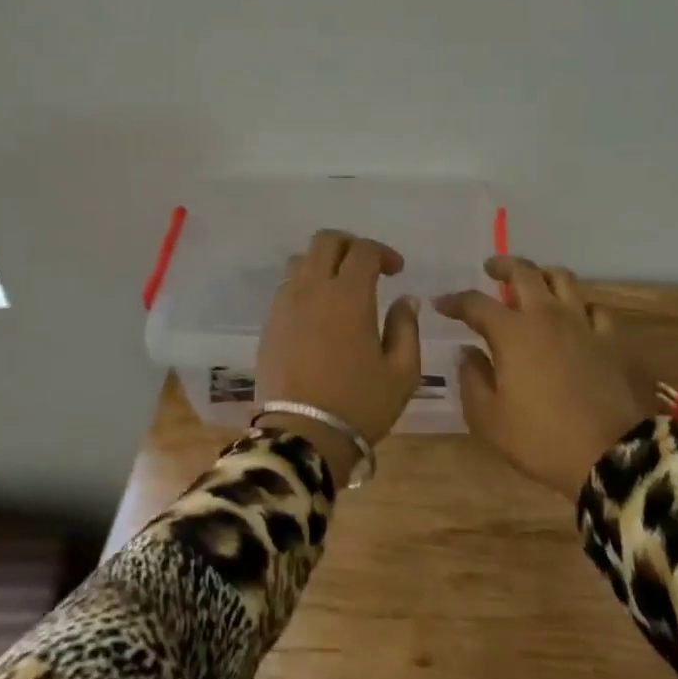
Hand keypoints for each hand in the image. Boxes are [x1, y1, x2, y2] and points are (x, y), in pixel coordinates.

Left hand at [254, 229, 422, 483]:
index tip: (396, 271)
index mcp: (349, 295)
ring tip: (339, 286)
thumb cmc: (359, 405)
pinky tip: (318, 311)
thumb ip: (407, 328)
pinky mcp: (270, 324)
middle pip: (326, 240)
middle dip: (350, 245)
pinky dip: (305, 285)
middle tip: (367, 267)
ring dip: (324, 262)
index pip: (363, 250)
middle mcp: (313, 289)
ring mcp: (286, 304)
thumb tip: (406, 299)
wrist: (302, 438)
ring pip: (301, 260)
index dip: (383, 253)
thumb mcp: (402, 373)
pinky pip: (287, 286)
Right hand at [436, 256, 647, 496]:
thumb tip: (467, 352)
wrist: (610, 455)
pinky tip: (575, 315)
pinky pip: (594, 308)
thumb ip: (472, 379)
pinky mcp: (609, 339)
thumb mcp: (489, 420)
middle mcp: (545, 315)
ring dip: (542, 274)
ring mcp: (581, 323)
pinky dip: (580, 305)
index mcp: (511, 332)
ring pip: (562, 278)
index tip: (441, 303)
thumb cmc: (541, 439)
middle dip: (502, 265)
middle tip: (491, 269)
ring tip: (533, 281)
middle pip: (523, 272)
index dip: (455, 301)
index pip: (476, 303)